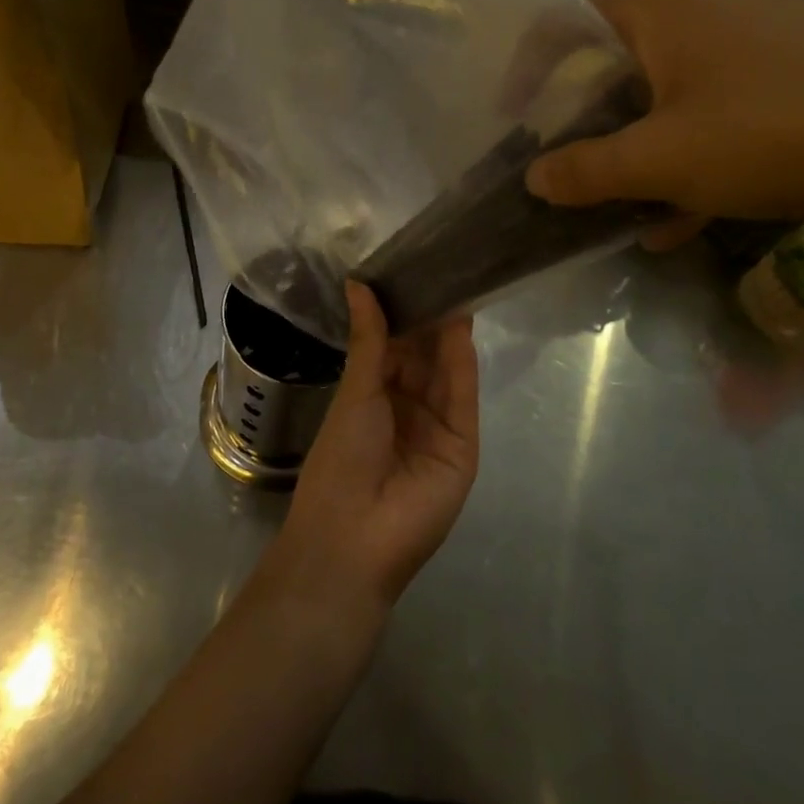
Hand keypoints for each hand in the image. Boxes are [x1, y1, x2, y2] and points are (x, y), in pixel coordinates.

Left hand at [269, 283, 478, 614]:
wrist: (355, 537)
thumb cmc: (341, 460)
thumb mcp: (354, 392)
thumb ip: (369, 339)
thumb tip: (358, 283)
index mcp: (373, 397)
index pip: (393, 347)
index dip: (400, 312)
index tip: (409, 271)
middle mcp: (407, 408)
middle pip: (423, 356)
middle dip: (429, 317)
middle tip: (439, 267)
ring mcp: (437, 426)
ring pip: (446, 371)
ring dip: (449, 333)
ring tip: (454, 283)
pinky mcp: (463, 445)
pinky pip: (462, 396)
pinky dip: (462, 362)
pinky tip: (461, 326)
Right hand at [525, 0, 803, 224]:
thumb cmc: (771, 131)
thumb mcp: (659, 160)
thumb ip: (584, 170)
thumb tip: (533, 178)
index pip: (560, 21)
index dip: (527, 74)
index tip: (512, 126)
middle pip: (608, 57)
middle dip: (581, 119)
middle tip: (559, 167)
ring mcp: (744, 29)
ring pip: (658, 88)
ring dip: (632, 145)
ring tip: (617, 204)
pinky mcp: (782, 64)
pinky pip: (707, 104)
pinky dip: (685, 150)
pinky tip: (681, 215)